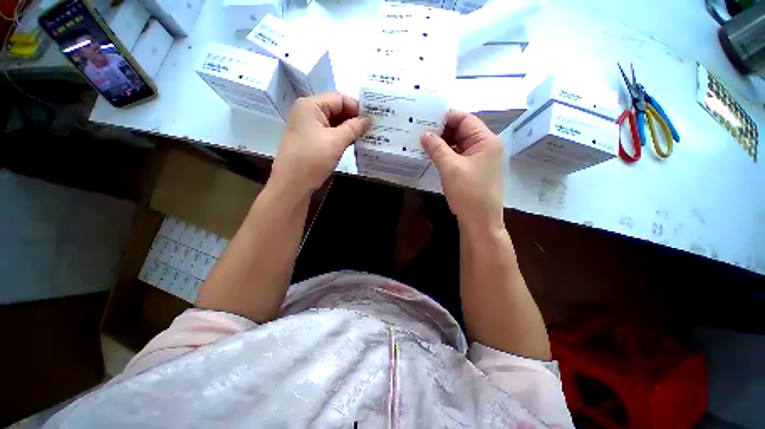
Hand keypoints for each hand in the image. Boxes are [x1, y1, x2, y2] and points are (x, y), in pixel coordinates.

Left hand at [270, 93, 370, 193]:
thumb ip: (354, 127)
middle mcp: (308, 113)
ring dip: (348, 129)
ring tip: (365, 137)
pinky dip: (341, 137)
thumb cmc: (313, 158)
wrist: (292, 184)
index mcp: (311, 105)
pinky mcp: (310, 141)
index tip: (372, 120)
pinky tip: (353, 144)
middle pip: (336, 109)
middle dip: (354, 119)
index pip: (339, 99)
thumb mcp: (336, 141)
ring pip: (333, 123)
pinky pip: (329, 134)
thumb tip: (369, 119)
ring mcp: (308, 128)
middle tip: (371, 129)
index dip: (357, 108)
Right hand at [421, 110, 503, 229]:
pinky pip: (458, 156)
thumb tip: (423, 134)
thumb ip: (437, 148)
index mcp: (485, 140)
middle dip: (441, 131)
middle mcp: (485, 146)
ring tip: (422, 143)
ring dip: (442, 144)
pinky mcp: (472, 170)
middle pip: (461, 131)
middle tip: (420, 132)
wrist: (480, 222)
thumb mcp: (450, 168)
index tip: (424, 120)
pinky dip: (446, 155)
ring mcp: (479, 159)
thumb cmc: (468, 192)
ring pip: (458, 144)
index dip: (445, 118)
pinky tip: (432, 156)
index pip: (464, 119)